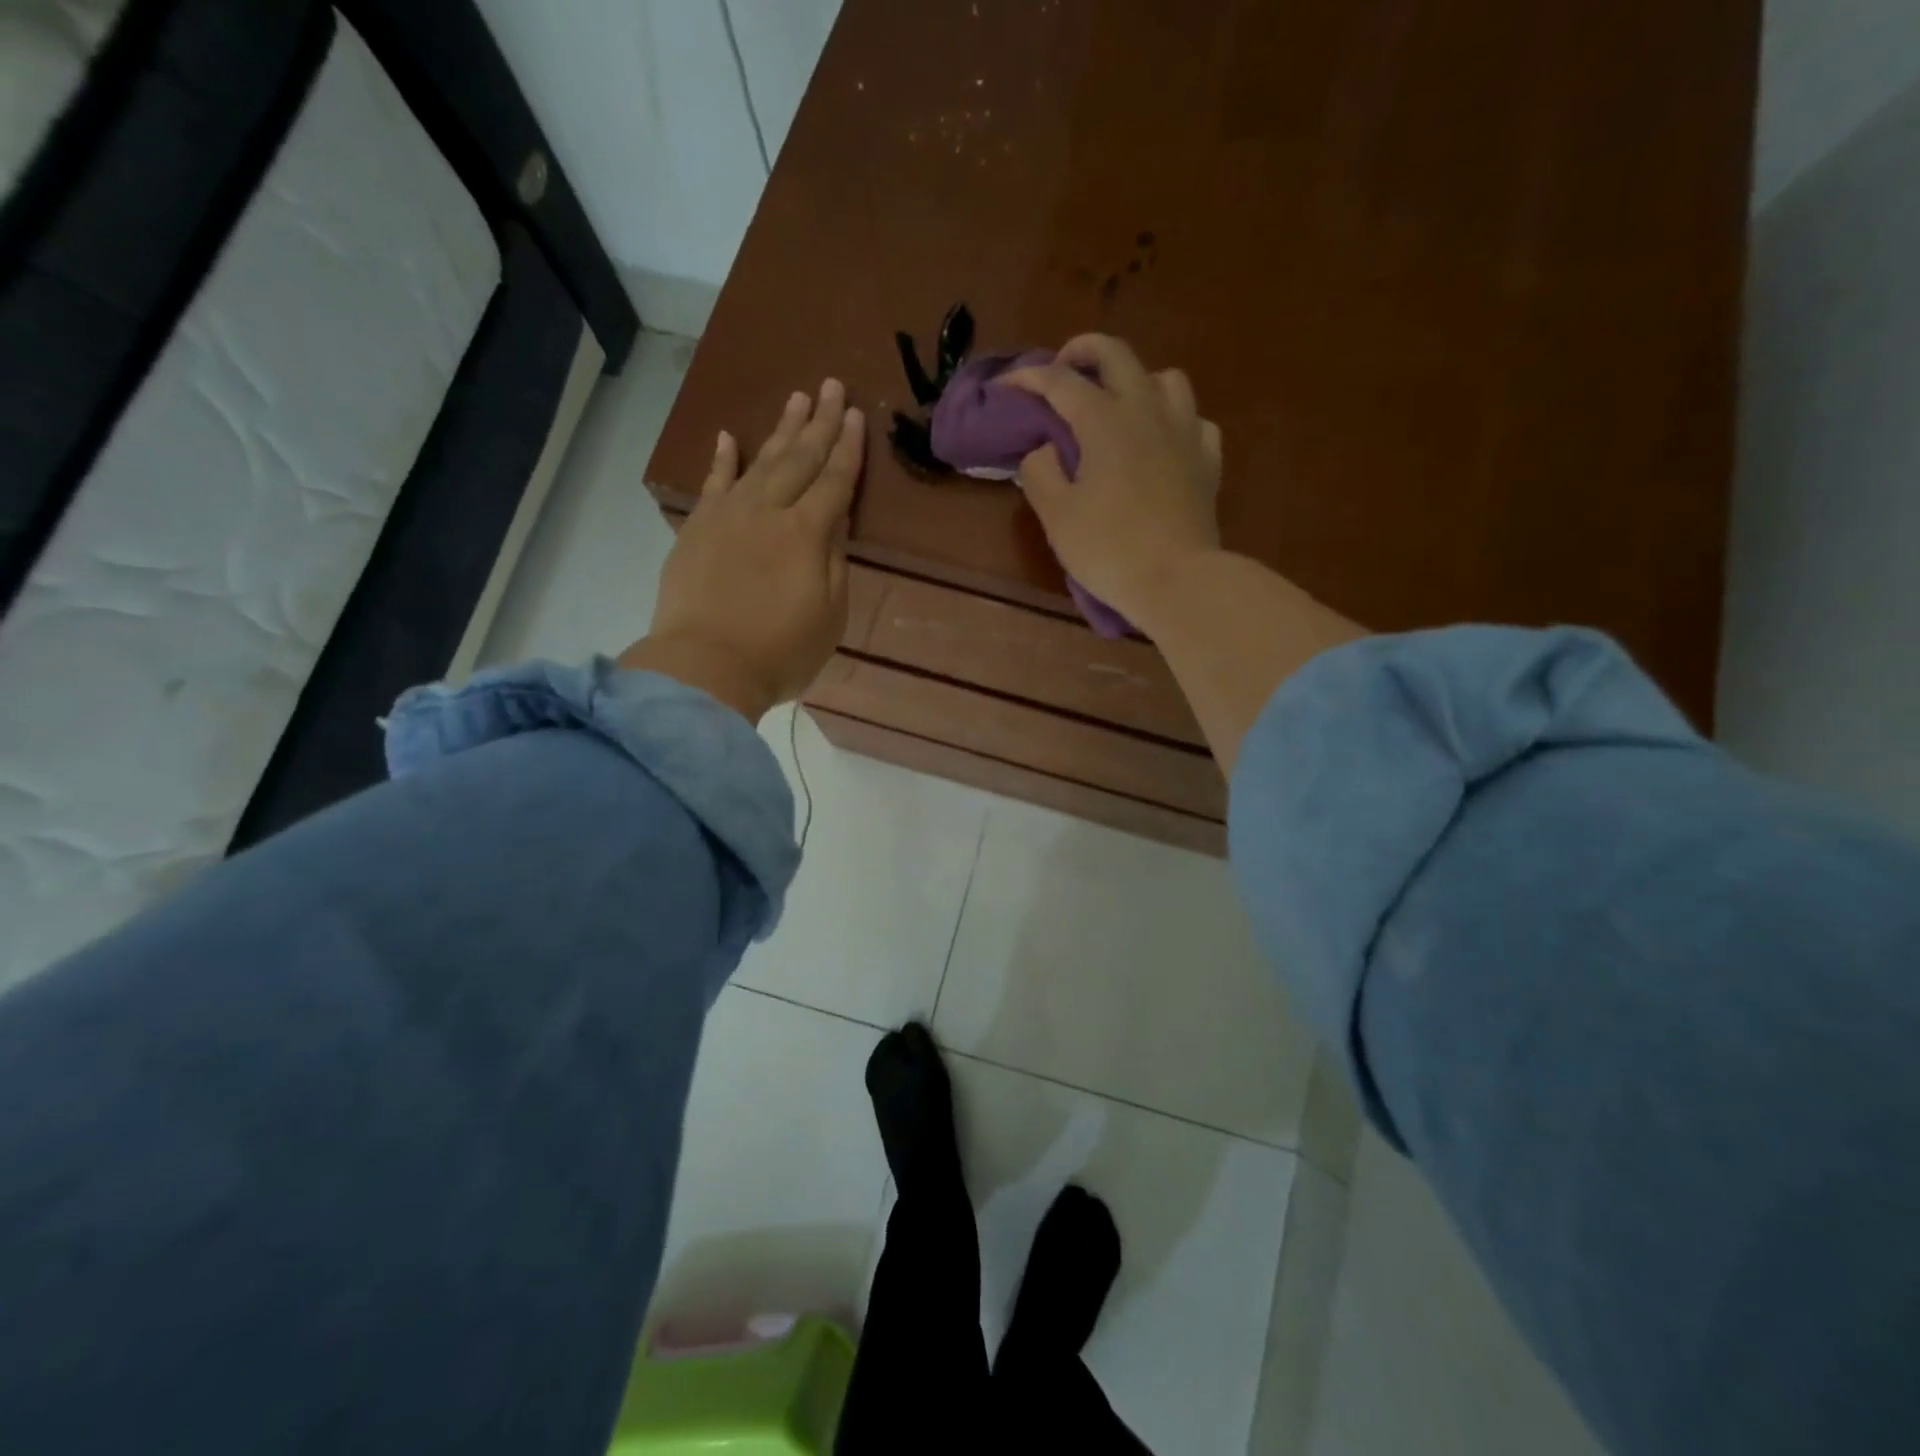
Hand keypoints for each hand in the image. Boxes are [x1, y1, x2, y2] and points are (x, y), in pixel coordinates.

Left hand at [621, 381, 863, 721]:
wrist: (705, 668)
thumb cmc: (780, 652)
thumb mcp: (829, 615)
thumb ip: (834, 560)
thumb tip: (835, 517)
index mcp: (807, 534)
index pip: (834, 481)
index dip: (848, 449)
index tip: (857, 416)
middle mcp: (768, 512)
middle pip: (799, 460)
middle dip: (819, 423)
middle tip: (831, 385)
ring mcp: (728, 516)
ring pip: (759, 462)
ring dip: (780, 430)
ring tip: (796, 399)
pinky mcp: (697, 529)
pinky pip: (712, 484)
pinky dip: (722, 460)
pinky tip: (730, 437)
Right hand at [1003, 335, 1222, 630]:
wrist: (1178, 580)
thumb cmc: (1109, 549)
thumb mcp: (1057, 516)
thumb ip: (1040, 472)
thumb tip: (1043, 449)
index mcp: (1105, 420)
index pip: (1059, 381)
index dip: (1027, 377)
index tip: (1004, 386)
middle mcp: (1147, 411)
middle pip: (1116, 354)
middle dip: (1082, 351)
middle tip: (1062, 369)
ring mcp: (1185, 431)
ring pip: (1164, 378)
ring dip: (1135, 380)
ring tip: (1118, 405)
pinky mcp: (1207, 460)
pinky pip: (1193, 419)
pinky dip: (1173, 420)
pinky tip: (1162, 440)